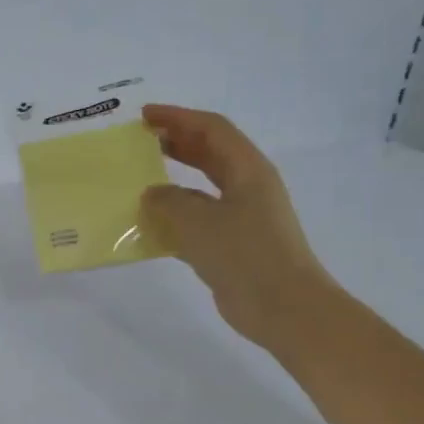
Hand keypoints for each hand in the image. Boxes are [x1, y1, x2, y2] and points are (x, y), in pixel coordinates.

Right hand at [139, 105, 336, 350]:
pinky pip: (199, 219)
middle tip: (141, 140)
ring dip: (174, 179)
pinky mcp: (233, 244)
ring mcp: (243, 217)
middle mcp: (248, 187)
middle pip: (210, 153)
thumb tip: (152, 194)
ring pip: (203, 187)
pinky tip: (150, 224)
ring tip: (139, 179)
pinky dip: (175, 216)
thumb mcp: (198, 220)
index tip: (145, 116)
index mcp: (248, 170)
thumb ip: (168, 200)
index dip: (178, 117)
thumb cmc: (244, 254)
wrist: (283, 307)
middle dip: (177, 142)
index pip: (212, 129)